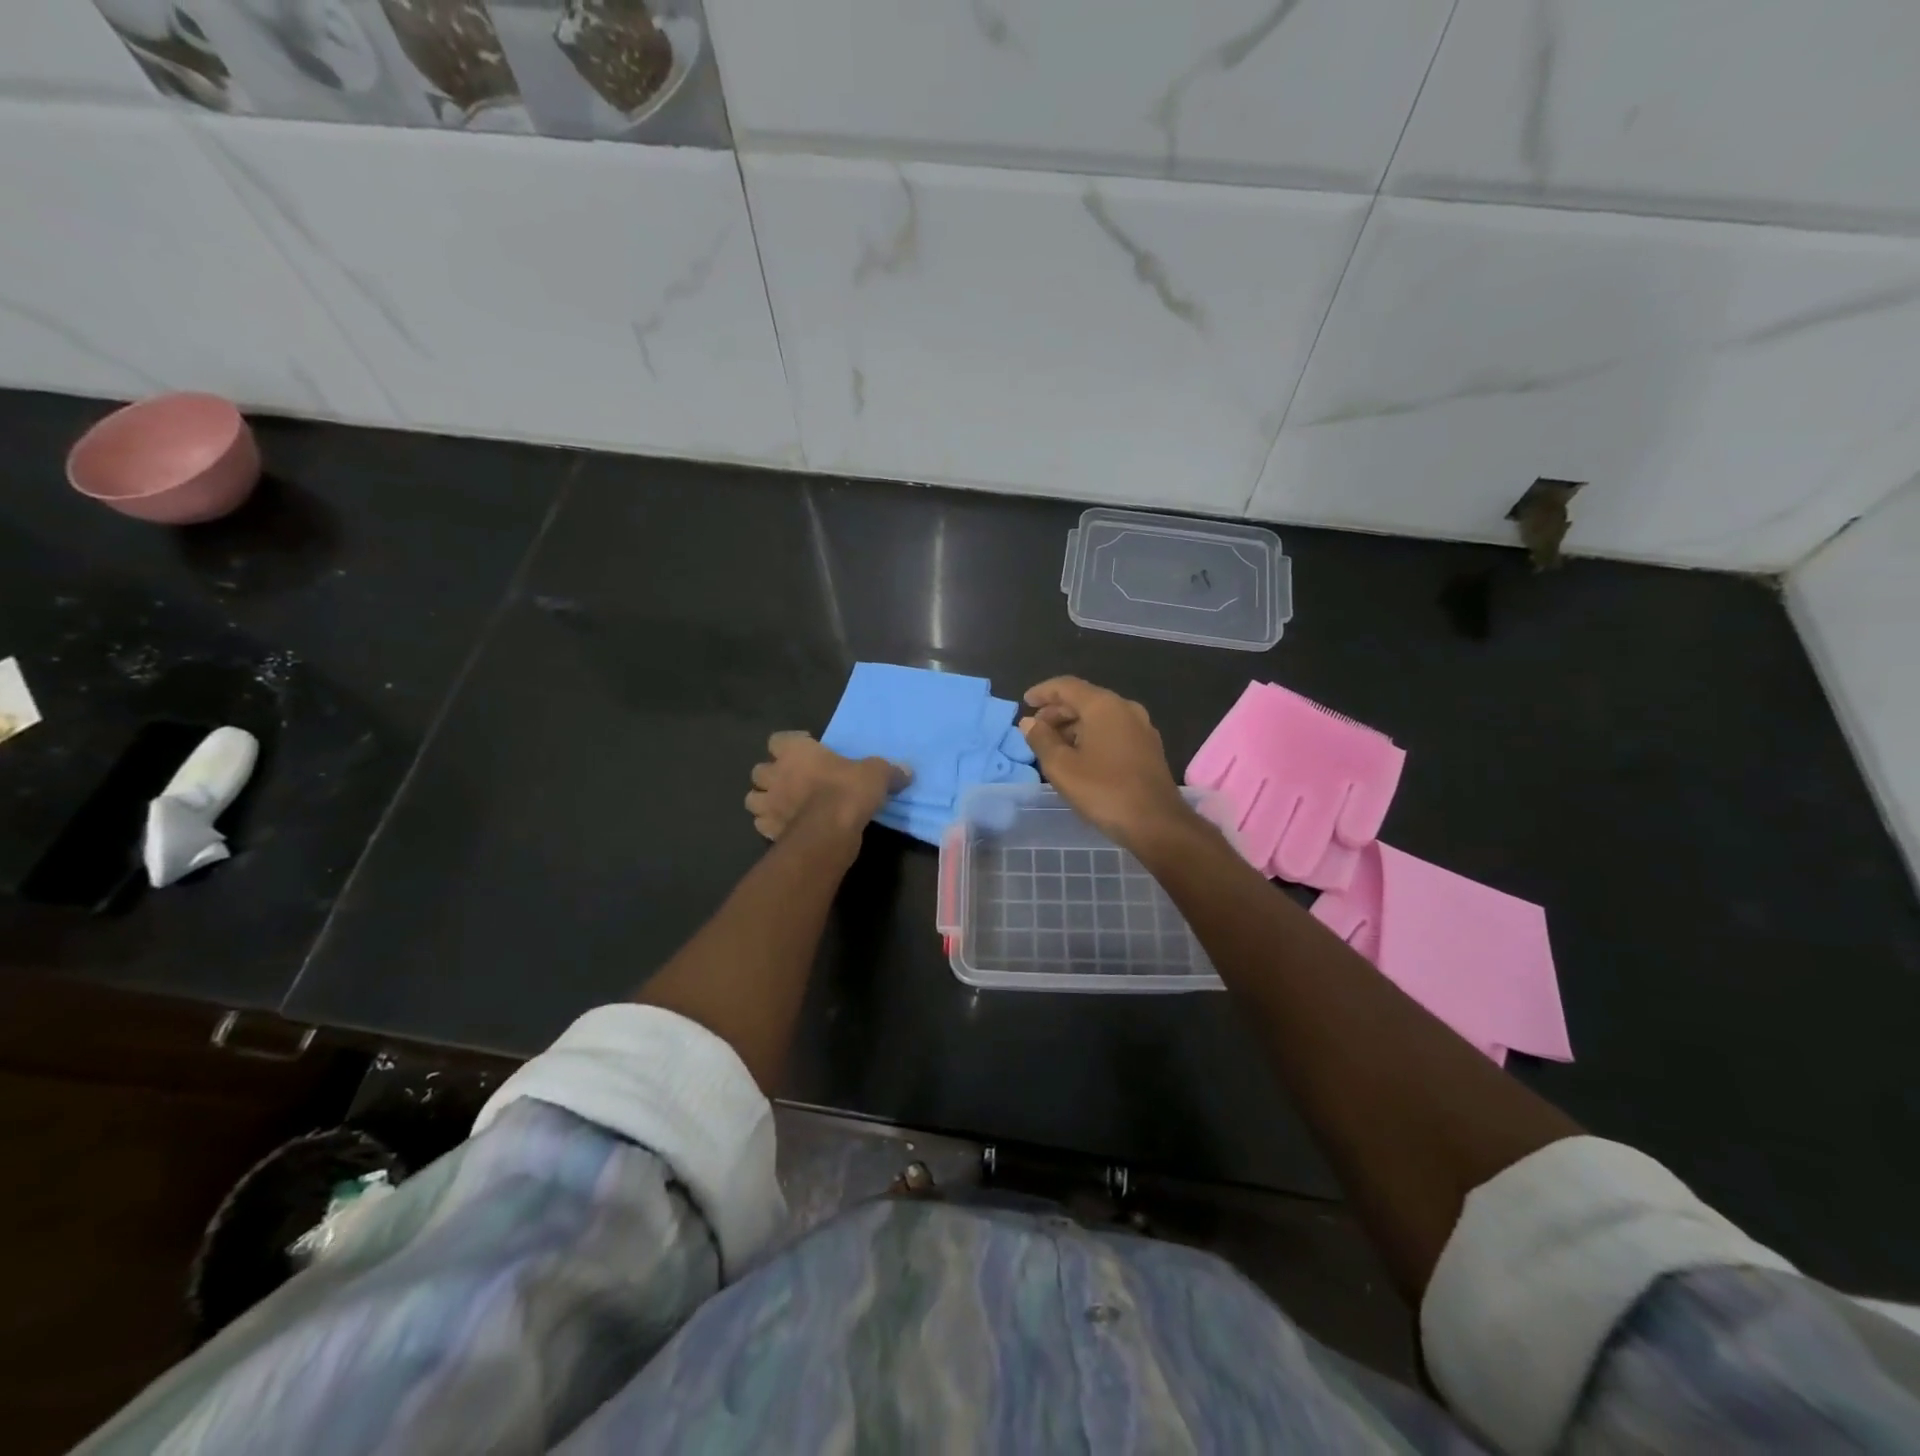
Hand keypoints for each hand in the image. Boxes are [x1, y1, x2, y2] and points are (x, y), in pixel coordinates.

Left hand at [745, 732, 905, 840]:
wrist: (831, 830)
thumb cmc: (849, 790)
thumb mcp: (877, 773)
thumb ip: (888, 770)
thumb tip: (906, 771)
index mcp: (796, 752)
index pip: (778, 739)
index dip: (790, 744)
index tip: (807, 750)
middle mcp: (776, 775)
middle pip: (759, 770)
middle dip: (772, 775)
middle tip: (793, 780)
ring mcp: (769, 804)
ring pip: (753, 798)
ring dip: (765, 800)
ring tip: (784, 805)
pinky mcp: (768, 831)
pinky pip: (761, 825)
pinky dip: (770, 826)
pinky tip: (786, 828)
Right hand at [1019, 677, 1195, 851]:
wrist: (1156, 823)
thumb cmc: (1104, 791)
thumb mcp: (1061, 767)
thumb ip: (1041, 740)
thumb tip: (1029, 723)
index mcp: (1104, 706)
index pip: (1066, 686)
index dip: (1043, 692)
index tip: (1024, 703)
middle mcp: (1125, 708)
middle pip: (1084, 699)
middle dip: (1057, 711)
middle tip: (1035, 729)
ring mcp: (1141, 727)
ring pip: (1100, 716)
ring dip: (1073, 725)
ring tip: (1053, 745)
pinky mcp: (1148, 747)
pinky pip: (1113, 730)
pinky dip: (1092, 735)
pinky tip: (1080, 756)